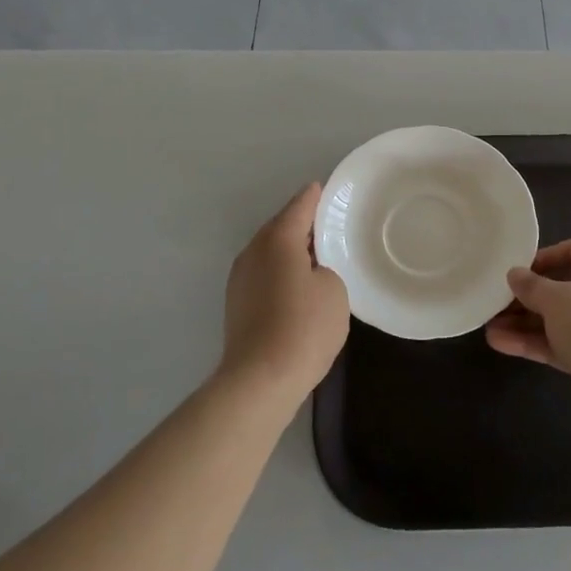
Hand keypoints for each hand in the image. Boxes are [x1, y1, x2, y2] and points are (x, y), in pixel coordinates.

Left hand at [220, 183, 348, 407]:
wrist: (259, 381)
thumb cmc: (303, 327)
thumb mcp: (334, 291)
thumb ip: (326, 269)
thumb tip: (311, 274)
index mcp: (278, 239)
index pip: (300, 205)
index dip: (316, 196)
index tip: (328, 189)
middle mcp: (254, 251)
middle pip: (281, 227)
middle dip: (303, 224)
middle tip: (329, 224)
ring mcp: (240, 279)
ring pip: (270, 252)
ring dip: (291, 250)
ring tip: (317, 255)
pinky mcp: (237, 305)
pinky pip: (264, 274)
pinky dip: (281, 272)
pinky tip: (298, 285)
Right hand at [485, 238, 570, 439]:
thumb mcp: (554, 299)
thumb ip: (530, 285)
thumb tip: (515, 275)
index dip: (546, 257)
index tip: (519, 270)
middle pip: (565, 288)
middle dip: (528, 297)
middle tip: (498, 302)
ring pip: (561, 319)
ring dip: (526, 323)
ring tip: (490, 327)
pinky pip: (563, 343)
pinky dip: (536, 343)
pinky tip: (502, 344)